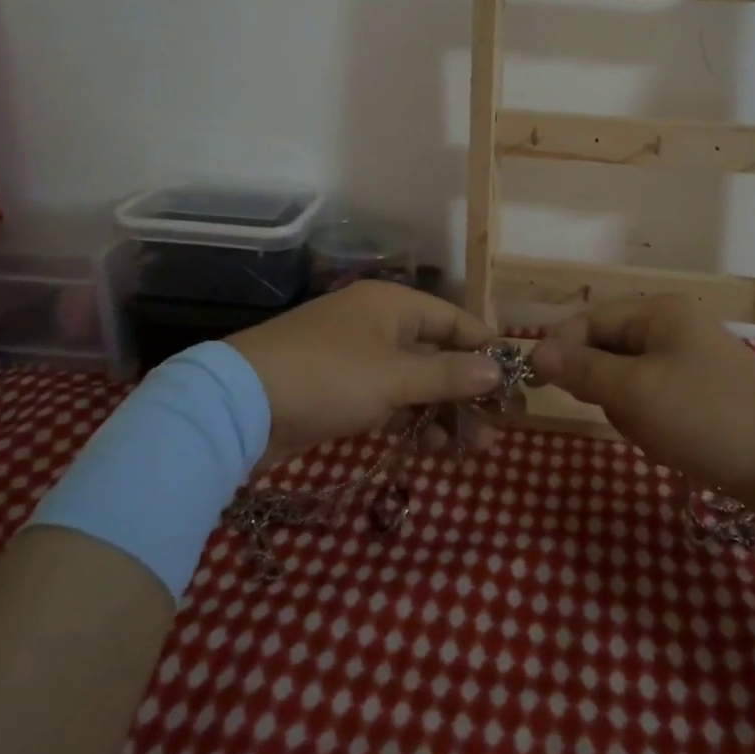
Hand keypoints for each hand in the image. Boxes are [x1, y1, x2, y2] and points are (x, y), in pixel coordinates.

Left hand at [227, 281, 504, 469]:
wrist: (239, 407)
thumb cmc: (328, 378)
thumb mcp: (395, 378)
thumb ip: (450, 375)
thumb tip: (500, 369)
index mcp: (394, 304)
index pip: (456, 321)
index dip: (487, 351)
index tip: (515, 386)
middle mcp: (379, 324)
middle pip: (438, 354)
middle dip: (467, 392)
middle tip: (495, 430)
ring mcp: (358, 357)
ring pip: (415, 381)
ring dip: (443, 412)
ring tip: (469, 449)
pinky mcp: (341, 389)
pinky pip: (390, 399)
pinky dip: (412, 420)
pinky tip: (430, 447)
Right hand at [529, 295, 754, 492]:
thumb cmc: (706, 417)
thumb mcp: (634, 392)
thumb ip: (582, 369)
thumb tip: (535, 352)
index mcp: (659, 312)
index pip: (590, 320)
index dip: (561, 349)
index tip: (536, 384)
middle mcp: (674, 329)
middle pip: (608, 351)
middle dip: (607, 389)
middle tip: (625, 415)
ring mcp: (691, 363)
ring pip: (629, 383)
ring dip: (631, 413)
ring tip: (657, 436)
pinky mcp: (703, 397)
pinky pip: (655, 403)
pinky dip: (654, 426)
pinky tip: (673, 446)